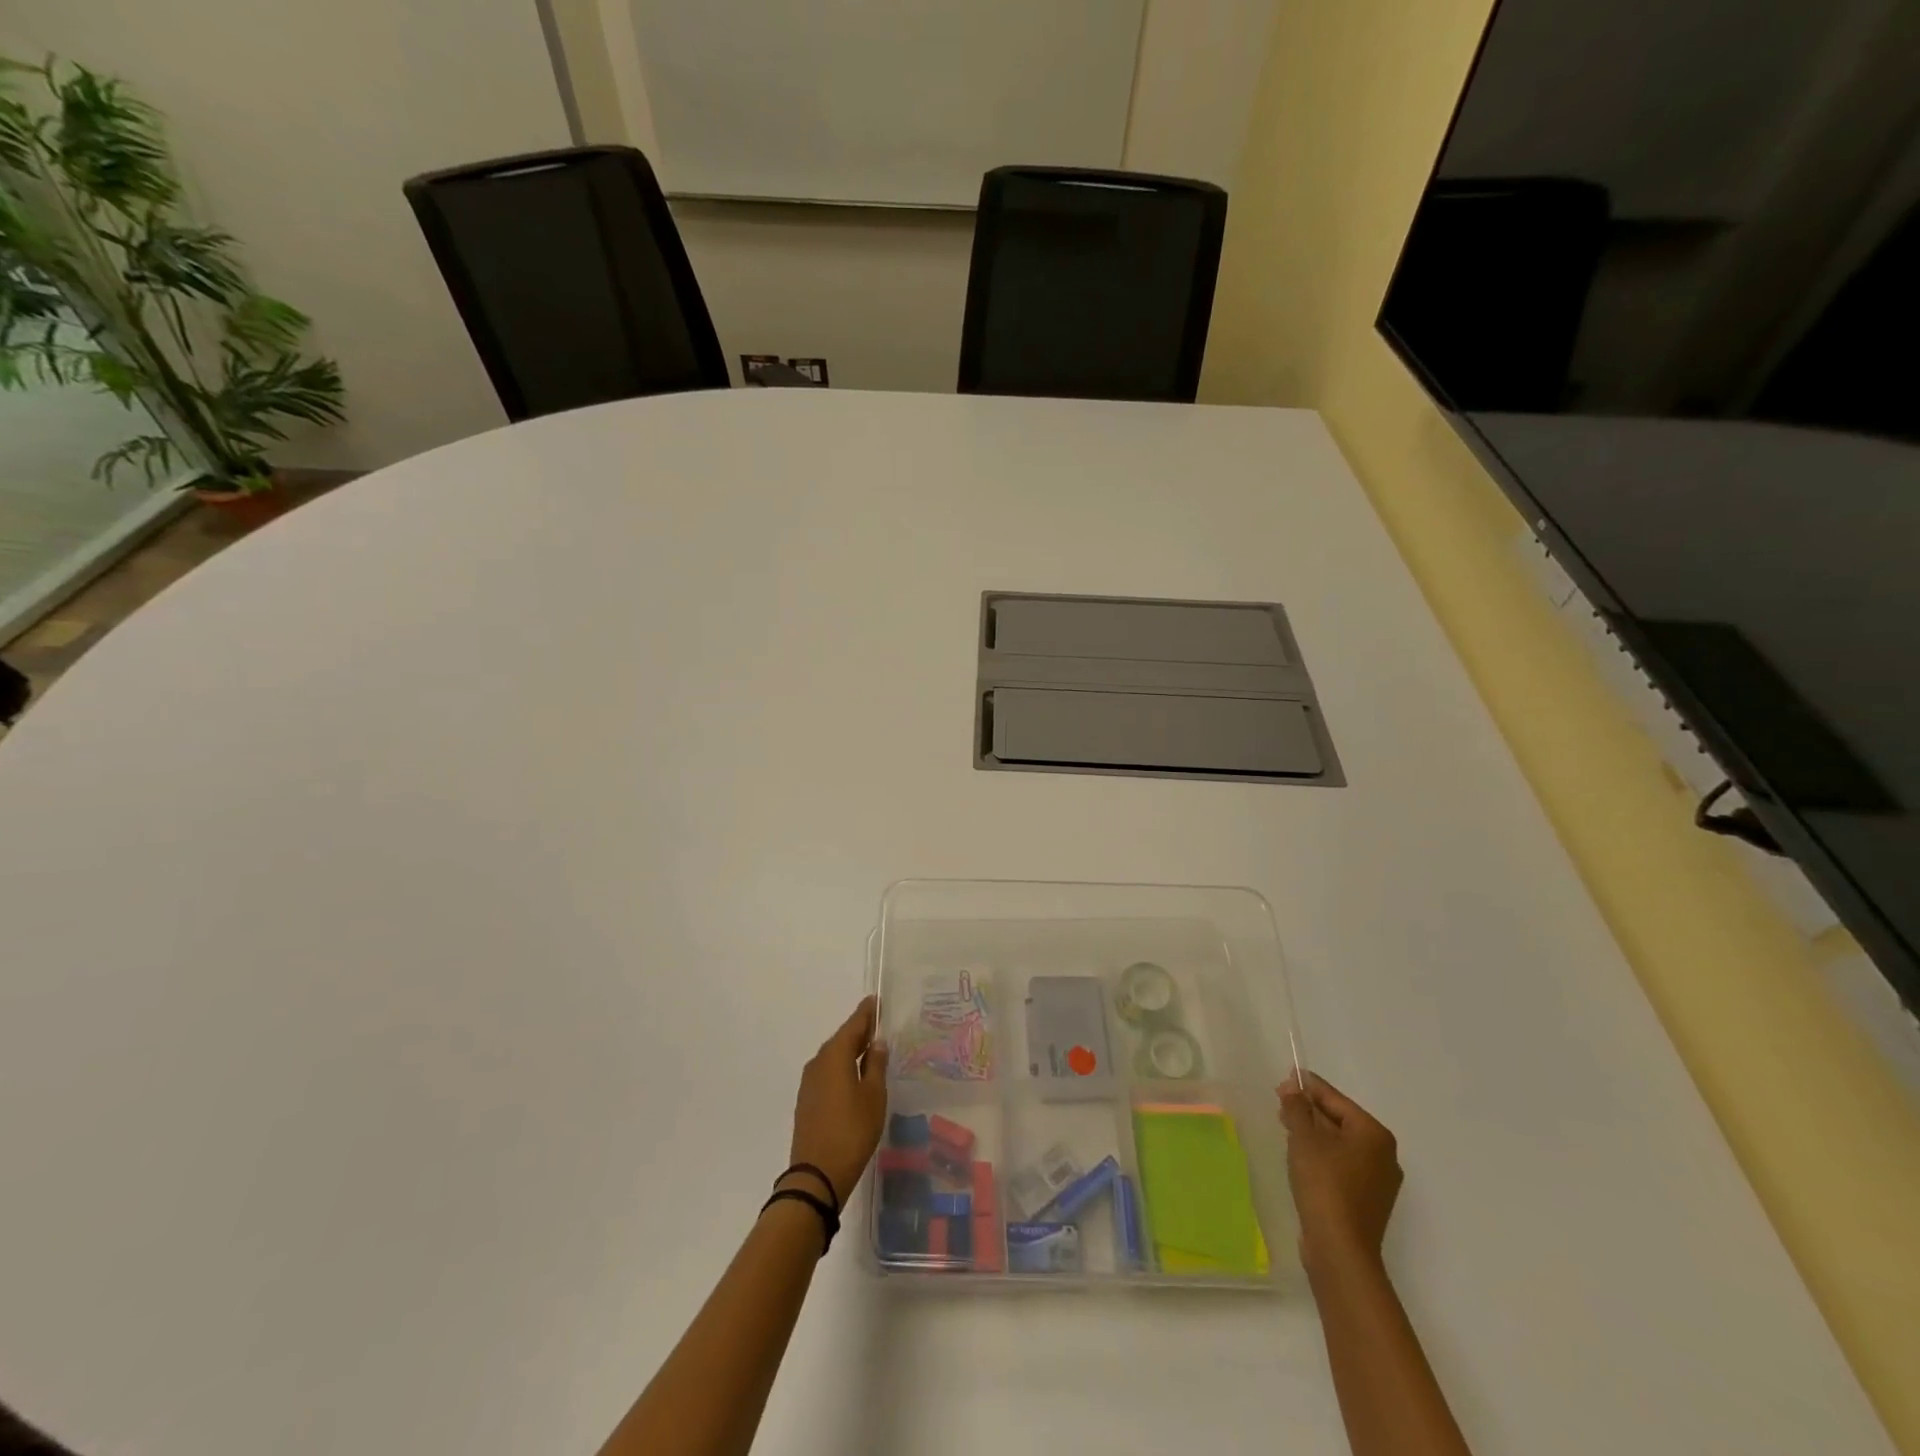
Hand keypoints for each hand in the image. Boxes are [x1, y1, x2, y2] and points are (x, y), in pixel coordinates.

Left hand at [785, 996, 888, 1207]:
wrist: (817, 1175)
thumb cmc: (852, 1131)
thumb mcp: (874, 1096)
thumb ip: (876, 1065)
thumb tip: (876, 1042)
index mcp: (835, 1055)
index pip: (854, 1024)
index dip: (867, 1012)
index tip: (877, 1000)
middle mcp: (818, 1062)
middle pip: (842, 1039)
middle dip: (860, 1031)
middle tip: (879, 1025)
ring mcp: (809, 1082)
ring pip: (833, 1057)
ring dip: (850, 1051)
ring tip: (871, 1050)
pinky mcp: (807, 1101)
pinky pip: (827, 1073)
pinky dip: (842, 1067)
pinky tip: (854, 1077)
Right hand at [1278, 1071, 1402, 1275]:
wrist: (1340, 1249)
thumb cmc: (1324, 1184)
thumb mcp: (1304, 1138)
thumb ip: (1297, 1108)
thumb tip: (1293, 1087)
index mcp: (1374, 1134)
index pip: (1336, 1099)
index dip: (1308, 1087)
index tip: (1285, 1078)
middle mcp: (1384, 1154)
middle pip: (1340, 1120)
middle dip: (1310, 1110)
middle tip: (1281, 1103)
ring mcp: (1379, 1180)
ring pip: (1341, 1143)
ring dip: (1314, 1132)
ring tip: (1287, 1127)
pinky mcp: (1368, 1200)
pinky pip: (1343, 1164)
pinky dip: (1323, 1155)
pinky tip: (1301, 1157)